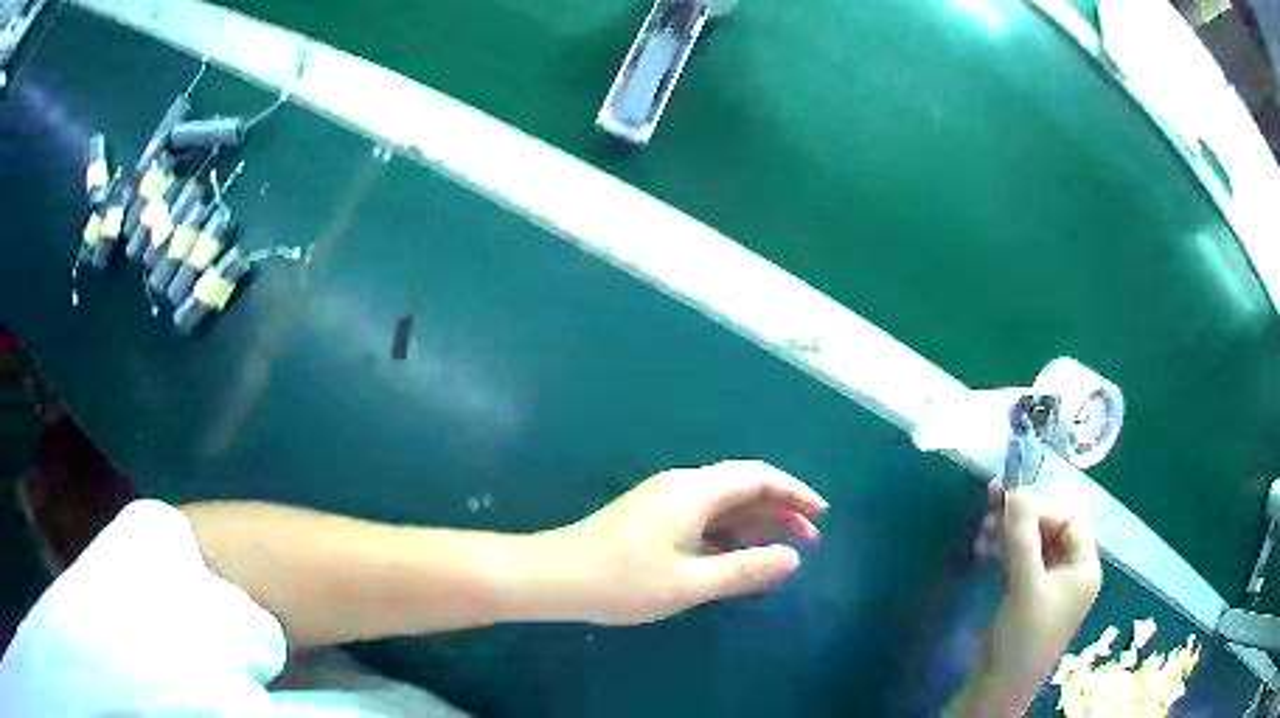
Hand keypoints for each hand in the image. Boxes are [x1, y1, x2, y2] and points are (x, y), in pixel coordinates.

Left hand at [535, 460, 827, 625]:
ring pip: (722, 505)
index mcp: (695, 491)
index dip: (794, 492)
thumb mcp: (691, 582)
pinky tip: (736, 559)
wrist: (554, 577)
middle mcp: (682, 487)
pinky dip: (728, 535)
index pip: (758, 477)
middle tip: (808, 540)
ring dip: (754, 524)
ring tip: (780, 551)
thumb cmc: (623, 580)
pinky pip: (702, 519)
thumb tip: (791, 558)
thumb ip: (745, 568)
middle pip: (742, 488)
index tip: (821, 515)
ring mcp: (663, 502)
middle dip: (779, 510)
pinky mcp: (650, 519)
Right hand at [954, 479, 1101, 715]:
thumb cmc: (1022, 638)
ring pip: (1034, 543)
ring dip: (1009, 534)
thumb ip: (1022, 536)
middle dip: (1021, 519)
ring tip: (981, 532)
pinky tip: (984, 548)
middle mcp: (1072, 570)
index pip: (1068, 518)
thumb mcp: (1025, 585)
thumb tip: (1015, 488)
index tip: (1006, 506)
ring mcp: (1051, 583)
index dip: (1040, 509)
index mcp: (1085, 566)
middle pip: (1051, 527)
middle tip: (989, 509)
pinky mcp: (1031, 594)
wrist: (997, 689)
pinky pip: (1022, 560)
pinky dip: (1005, 551)